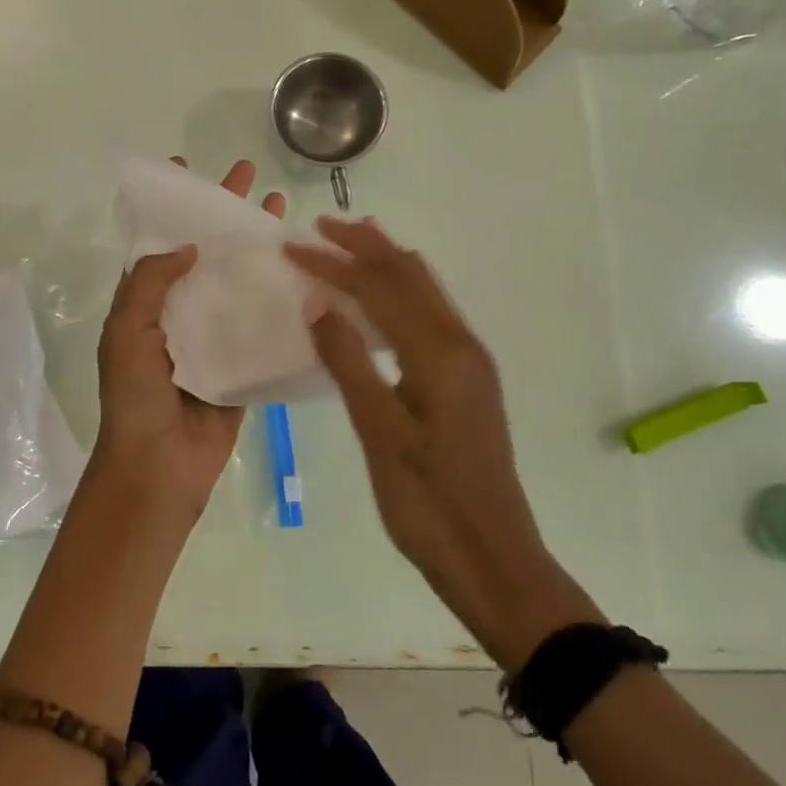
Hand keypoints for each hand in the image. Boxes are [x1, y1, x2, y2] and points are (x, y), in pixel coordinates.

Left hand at [90, 158, 286, 529]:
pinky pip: (262, 324)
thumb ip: (150, 283)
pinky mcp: (244, 362)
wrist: (159, 469)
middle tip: (253, 178)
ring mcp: (215, 336)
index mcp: (147, 302)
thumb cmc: (135, 397)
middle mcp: (182, 311)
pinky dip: (281, 299)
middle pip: (207, 252)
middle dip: (226, 215)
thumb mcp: (126, 331)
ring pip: (239, 281)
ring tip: (283, 213)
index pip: (160, 241)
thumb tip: (189, 245)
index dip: (173, 207)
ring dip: (258, 249)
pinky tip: (307, 273)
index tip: (187, 168)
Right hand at [285, 217, 597, 665]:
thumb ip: (349, 362)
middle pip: (409, 274)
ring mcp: (469, 361)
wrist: (494, 558)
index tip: (291, 246)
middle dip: (365, 245)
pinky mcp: (468, 379)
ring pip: (424, 290)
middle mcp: (460, 343)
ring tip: (350, 243)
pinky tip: (380, 301)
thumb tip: (318, 302)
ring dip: (386, 262)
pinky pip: (430, 313)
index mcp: (438, 352)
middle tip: (321, 227)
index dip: (333, 263)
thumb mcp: (380, 433)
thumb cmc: (428, 503)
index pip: (379, 287)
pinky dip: (400, 291)